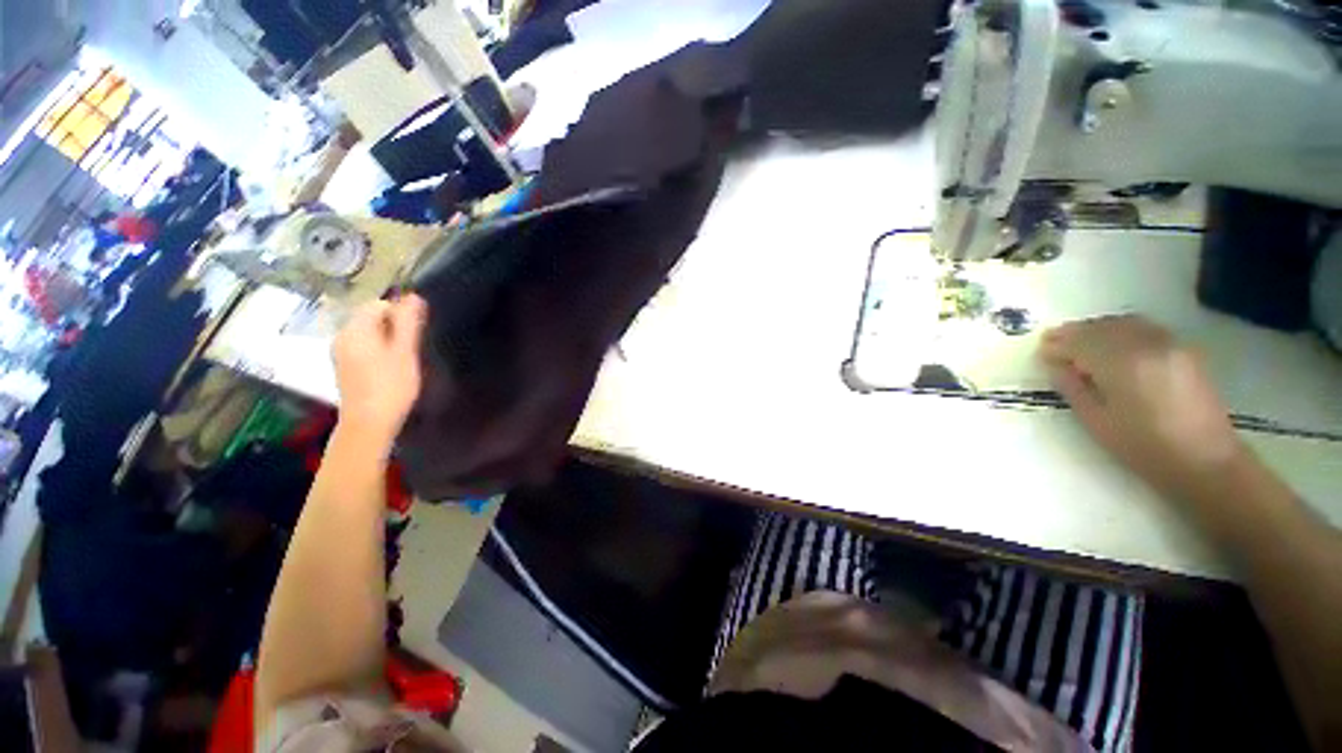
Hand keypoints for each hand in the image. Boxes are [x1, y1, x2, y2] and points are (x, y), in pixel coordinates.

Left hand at [332, 295, 427, 447]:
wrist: (368, 424)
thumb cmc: (391, 386)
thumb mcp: (405, 352)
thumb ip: (409, 323)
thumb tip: (414, 296)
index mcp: (355, 330)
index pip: (378, 305)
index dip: (400, 314)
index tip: (416, 334)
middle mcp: (342, 336)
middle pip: (371, 318)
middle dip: (394, 327)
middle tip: (412, 348)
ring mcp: (341, 353)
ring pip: (369, 333)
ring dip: (388, 340)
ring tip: (404, 359)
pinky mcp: (345, 367)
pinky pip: (364, 347)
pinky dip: (379, 351)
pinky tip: (390, 369)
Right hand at [1039, 315, 1247, 498]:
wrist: (1206, 461)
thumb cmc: (1143, 447)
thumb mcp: (1096, 421)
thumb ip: (1073, 388)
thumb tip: (1056, 365)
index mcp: (1121, 363)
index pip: (1080, 342)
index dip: (1057, 345)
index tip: (1041, 352)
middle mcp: (1146, 345)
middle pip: (1102, 327)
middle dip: (1075, 333)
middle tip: (1053, 344)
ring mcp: (1169, 344)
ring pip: (1124, 323)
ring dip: (1098, 329)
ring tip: (1081, 344)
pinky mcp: (1183, 350)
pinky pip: (1144, 328)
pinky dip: (1122, 330)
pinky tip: (1113, 345)